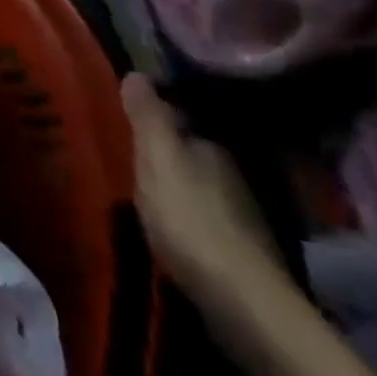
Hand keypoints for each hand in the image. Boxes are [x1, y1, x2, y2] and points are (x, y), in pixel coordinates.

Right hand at [122, 73, 282, 309]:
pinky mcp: (244, 259)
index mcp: (213, 148)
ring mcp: (245, 221)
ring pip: (204, 192)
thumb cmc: (190, 218)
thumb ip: (147, 117)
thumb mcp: (156, 158)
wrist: (242, 303)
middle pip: (194, 157)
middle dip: (169, 156)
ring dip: (181, 191)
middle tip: (132, 156)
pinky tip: (173, 232)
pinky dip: (191, 223)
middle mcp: (235, 178)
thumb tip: (138, 72)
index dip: (158, 119)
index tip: (130, 120)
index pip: (183, 122)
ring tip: (146, 194)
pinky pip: (209, 225)